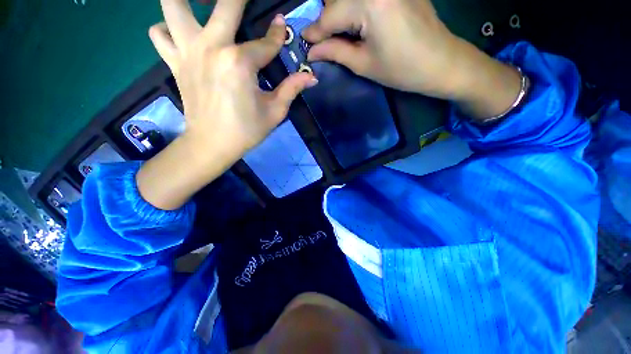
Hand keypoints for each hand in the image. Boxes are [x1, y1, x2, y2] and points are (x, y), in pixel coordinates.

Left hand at [137, 0, 316, 210]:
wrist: (212, 145)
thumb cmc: (246, 131)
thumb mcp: (274, 112)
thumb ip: (292, 89)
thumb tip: (311, 77)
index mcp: (239, 63)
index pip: (265, 43)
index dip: (277, 35)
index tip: (282, 26)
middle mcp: (211, 47)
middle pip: (225, 4)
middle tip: (246, 2)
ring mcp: (187, 51)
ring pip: (174, 5)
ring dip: (187, 1)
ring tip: (202, 6)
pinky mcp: (174, 62)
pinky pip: (159, 33)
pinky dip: (166, 28)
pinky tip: (181, 36)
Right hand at [303, 0, 521, 116]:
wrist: (441, 62)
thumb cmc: (401, 69)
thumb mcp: (363, 64)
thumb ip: (335, 52)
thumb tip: (311, 51)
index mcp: (368, 3)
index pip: (329, 16)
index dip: (315, 32)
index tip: (305, 43)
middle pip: (337, 0)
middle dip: (326, 21)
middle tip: (322, 41)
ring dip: (340, 12)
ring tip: (337, 34)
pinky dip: (355, 8)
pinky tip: (356, 24)